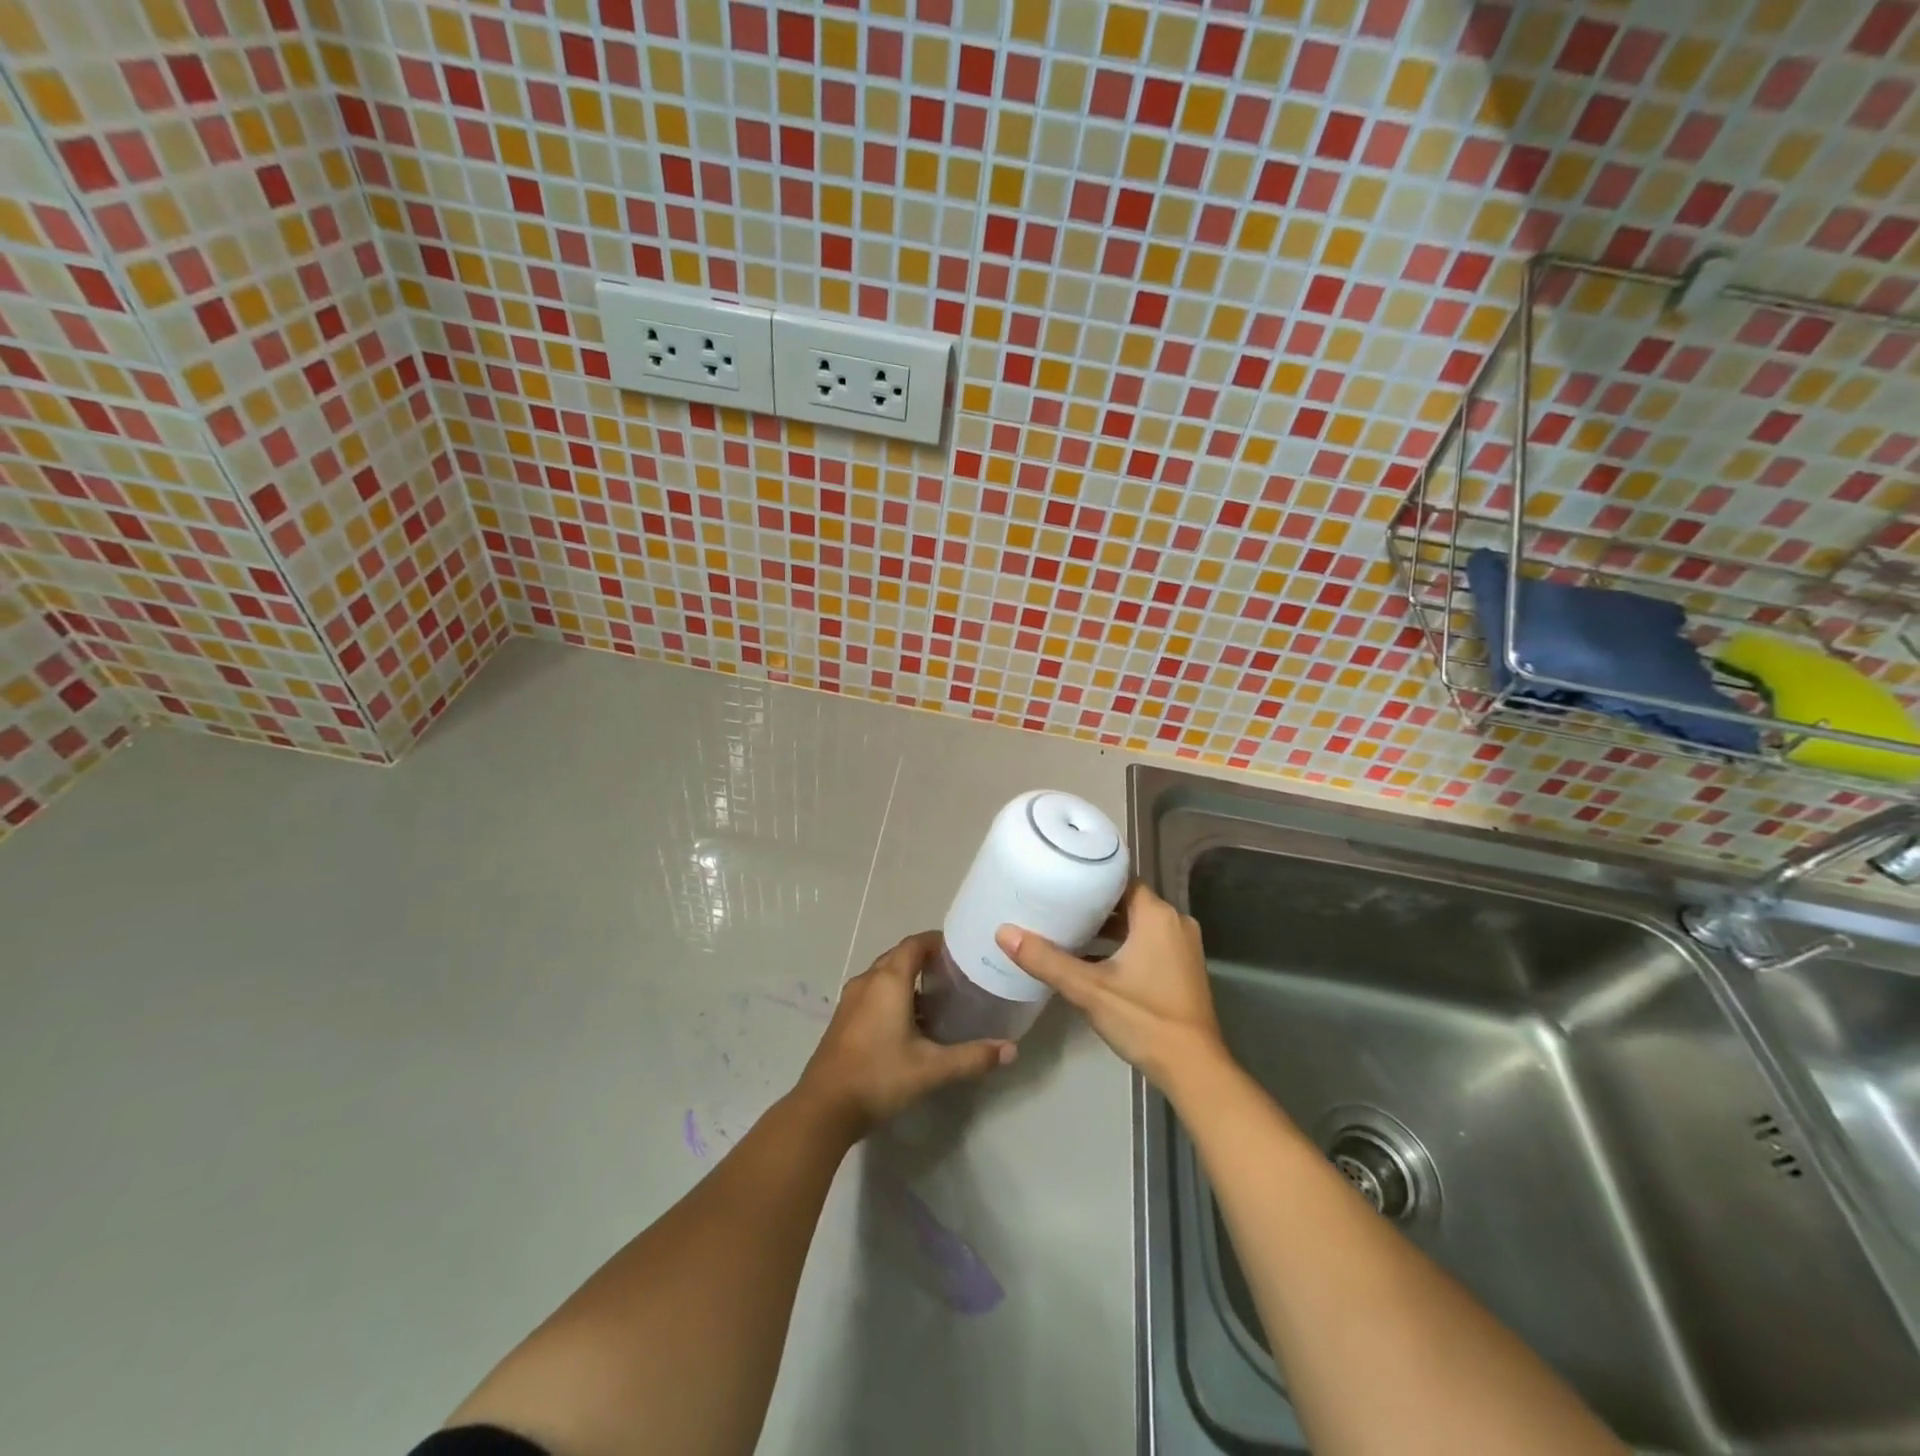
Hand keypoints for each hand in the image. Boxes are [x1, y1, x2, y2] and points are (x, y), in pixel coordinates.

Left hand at [795, 932, 1014, 1136]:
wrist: (823, 1109)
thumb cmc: (879, 1077)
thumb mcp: (932, 1068)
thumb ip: (972, 1057)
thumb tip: (1011, 1050)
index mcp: (888, 981)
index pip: (915, 944)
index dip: (937, 942)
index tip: (961, 951)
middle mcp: (867, 981)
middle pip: (899, 957)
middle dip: (926, 960)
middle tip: (955, 975)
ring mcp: (851, 1000)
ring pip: (884, 976)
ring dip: (909, 980)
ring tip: (938, 998)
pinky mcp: (843, 1019)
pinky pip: (873, 993)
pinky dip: (893, 996)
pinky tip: (910, 1023)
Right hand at [995, 882, 1224, 1090]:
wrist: (1194, 1069)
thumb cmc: (1144, 1019)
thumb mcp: (1089, 989)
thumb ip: (1046, 960)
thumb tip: (1004, 933)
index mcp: (1157, 916)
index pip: (1120, 880)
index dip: (1091, 877)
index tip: (1061, 878)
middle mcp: (1175, 923)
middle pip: (1127, 901)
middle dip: (1093, 905)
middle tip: (1056, 904)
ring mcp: (1182, 946)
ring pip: (1138, 924)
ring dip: (1107, 928)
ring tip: (1068, 929)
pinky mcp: (1182, 968)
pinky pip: (1148, 942)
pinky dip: (1123, 945)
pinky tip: (1092, 959)